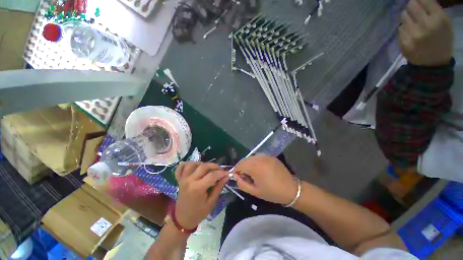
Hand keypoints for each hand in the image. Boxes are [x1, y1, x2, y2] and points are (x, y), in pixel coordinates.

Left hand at [174, 163, 228, 228]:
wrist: (183, 219)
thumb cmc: (199, 212)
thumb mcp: (211, 202)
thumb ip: (219, 187)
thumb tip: (226, 176)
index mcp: (198, 188)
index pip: (212, 175)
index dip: (221, 173)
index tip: (227, 173)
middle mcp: (190, 180)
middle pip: (203, 166)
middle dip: (214, 166)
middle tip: (220, 170)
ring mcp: (183, 179)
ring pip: (193, 164)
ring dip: (202, 164)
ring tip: (208, 169)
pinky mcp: (179, 179)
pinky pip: (181, 167)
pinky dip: (187, 164)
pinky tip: (194, 167)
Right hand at [233, 155, 297, 204]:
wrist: (291, 189)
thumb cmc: (272, 192)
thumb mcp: (254, 191)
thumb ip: (242, 183)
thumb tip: (236, 176)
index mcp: (255, 167)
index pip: (240, 165)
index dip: (236, 170)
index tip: (237, 176)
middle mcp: (259, 158)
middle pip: (245, 160)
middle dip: (242, 166)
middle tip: (244, 176)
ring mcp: (266, 156)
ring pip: (251, 157)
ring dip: (248, 163)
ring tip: (252, 172)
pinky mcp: (271, 156)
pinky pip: (259, 157)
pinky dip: (256, 162)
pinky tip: (260, 169)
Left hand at [399, 0, 452, 65]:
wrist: (432, 64)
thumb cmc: (441, 42)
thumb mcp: (444, 24)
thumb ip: (433, 10)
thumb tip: (419, 0)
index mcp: (438, 19)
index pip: (422, 0)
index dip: (419, 0)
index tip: (419, 3)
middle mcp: (425, 25)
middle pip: (410, 5)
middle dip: (411, 7)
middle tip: (414, 12)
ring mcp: (413, 34)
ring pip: (403, 16)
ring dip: (406, 17)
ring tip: (413, 23)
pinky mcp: (403, 42)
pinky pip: (400, 28)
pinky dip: (404, 28)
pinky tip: (410, 33)